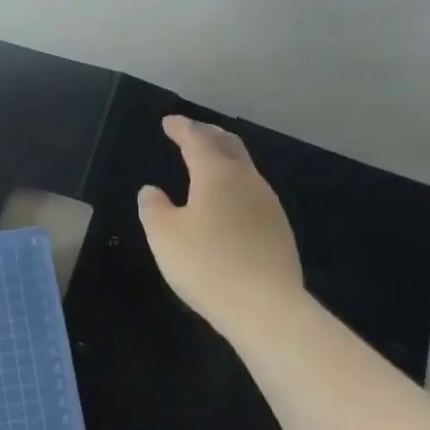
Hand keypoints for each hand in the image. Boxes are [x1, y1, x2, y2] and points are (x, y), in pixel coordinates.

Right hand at [137, 115, 305, 336]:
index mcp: (217, 174)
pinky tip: (226, 201)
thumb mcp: (164, 235)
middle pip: (229, 146)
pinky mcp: (278, 229)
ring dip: (224, 158)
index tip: (168, 121)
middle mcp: (247, 180)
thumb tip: (152, 190)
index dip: (181, 128)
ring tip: (207, 162)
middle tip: (190, 132)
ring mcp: (268, 204)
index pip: (197, 140)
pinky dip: (234, 184)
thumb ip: (153, 207)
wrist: (266, 307)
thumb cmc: (207, 264)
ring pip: (244, 168)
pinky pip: (251, 192)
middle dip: (208, 134)